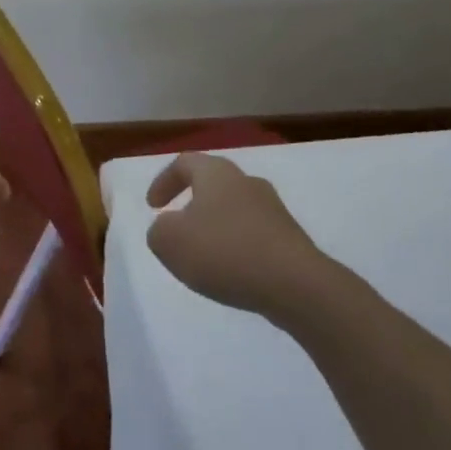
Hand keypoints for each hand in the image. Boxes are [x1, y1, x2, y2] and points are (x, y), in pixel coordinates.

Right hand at [146, 154, 336, 326]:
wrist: (298, 286)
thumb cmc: (225, 252)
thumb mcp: (169, 242)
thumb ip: (158, 231)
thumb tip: (169, 228)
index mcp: (216, 173)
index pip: (184, 163)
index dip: (163, 181)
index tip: (153, 207)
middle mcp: (247, 182)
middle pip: (213, 184)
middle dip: (192, 203)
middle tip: (178, 227)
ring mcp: (274, 210)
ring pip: (235, 210)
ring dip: (216, 227)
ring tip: (204, 256)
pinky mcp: (292, 239)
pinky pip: (254, 235)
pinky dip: (237, 248)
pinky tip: (232, 273)